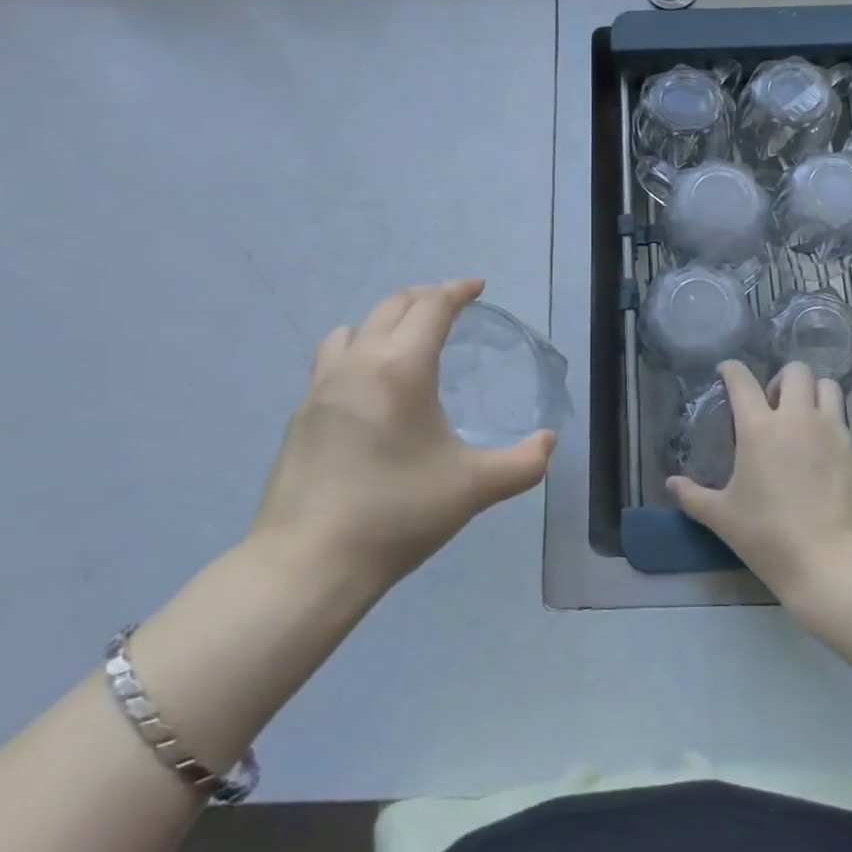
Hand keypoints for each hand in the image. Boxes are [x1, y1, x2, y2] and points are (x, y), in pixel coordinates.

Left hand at [249, 279, 555, 594]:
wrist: (308, 564)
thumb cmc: (397, 515)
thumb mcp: (474, 488)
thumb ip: (523, 463)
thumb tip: (549, 441)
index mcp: (401, 368)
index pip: (432, 307)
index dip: (458, 290)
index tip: (477, 287)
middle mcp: (359, 363)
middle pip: (393, 306)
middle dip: (426, 297)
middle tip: (452, 306)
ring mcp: (322, 387)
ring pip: (355, 328)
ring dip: (386, 320)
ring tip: (406, 339)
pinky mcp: (302, 413)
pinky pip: (332, 359)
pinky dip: (358, 350)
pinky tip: (369, 387)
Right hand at [667, 360, 851, 604]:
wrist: (831, 561)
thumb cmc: (768, 535)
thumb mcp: (722, 517)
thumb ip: (693, 496)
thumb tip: (671, 484)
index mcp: (759, 427)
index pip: (742, 380)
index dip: (731, 370)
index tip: (726, 372)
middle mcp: (797, 418)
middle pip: (795, 371)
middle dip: (781, 379)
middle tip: (773, 404)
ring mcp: (832, 430)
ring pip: (827, 386)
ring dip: (812, 393)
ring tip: (804, 417)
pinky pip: (843, 420)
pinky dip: (832, 424)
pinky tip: (824, 451)